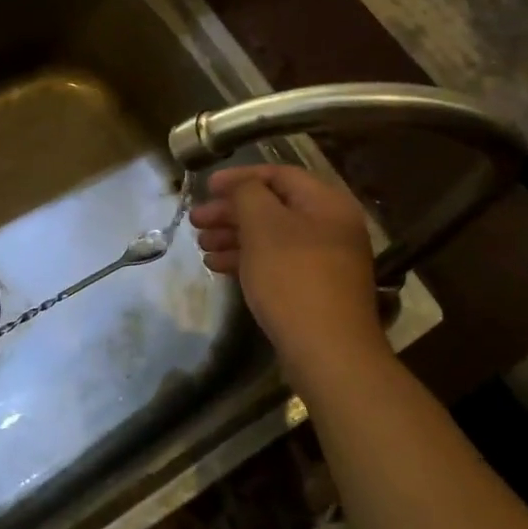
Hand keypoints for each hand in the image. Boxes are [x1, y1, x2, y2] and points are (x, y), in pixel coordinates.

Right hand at [191, 164, 391, 394]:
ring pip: (272, 237)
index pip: (279, 175)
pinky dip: (248, 260)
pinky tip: (218, 267)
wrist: (329, 353)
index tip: (206, 187)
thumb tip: (242, 187)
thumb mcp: (263, 225)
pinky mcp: (315, 290)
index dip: (239, 177)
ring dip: (234, 236)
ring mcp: (325, 261)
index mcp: (327, 203)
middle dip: (232, 211)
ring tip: (201, 246)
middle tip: (196, 221)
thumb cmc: (293, 277)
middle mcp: (331, 227)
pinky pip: (277, 263)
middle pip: (274, 206)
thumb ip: (247, 193)